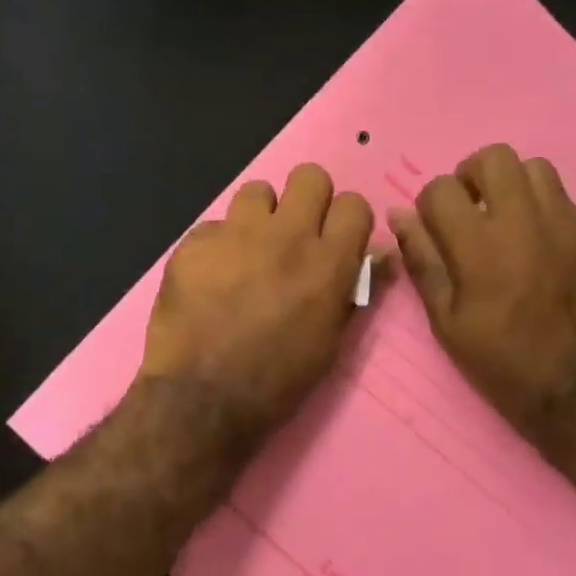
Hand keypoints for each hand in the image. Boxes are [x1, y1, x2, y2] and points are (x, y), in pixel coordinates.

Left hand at [140, 164, 373, 443]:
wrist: (203, 398)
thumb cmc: (278, 381)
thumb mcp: (330, 343)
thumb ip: (355, 290)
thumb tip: (380, 255)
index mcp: (328, 263)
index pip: (354, 204)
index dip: (346, 220)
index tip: (336, 239)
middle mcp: (286, 236)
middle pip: (309, 176)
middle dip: (307, 199)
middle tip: (294, 234)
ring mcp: (235, 234)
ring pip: (257, 191)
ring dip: (259, 216)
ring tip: (248, 251)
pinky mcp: (194, 243)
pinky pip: (213, 226)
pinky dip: (217, 246)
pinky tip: (210, 278)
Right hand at [388, 143, 575, 448]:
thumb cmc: (500, 360)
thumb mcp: (446, 320)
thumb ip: (422, 260)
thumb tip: (399, 215)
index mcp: (479, 245)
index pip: (441, 188)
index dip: (430, 204)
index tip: (436, 228)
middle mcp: (523, 221)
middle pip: (493, 157)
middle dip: (471, 176)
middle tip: (470, 210)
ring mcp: (565, 224)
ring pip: (534, 168)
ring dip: (511, 185)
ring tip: (506, 219)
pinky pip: (563, 199)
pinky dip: (542, 208)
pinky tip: (538, 244)